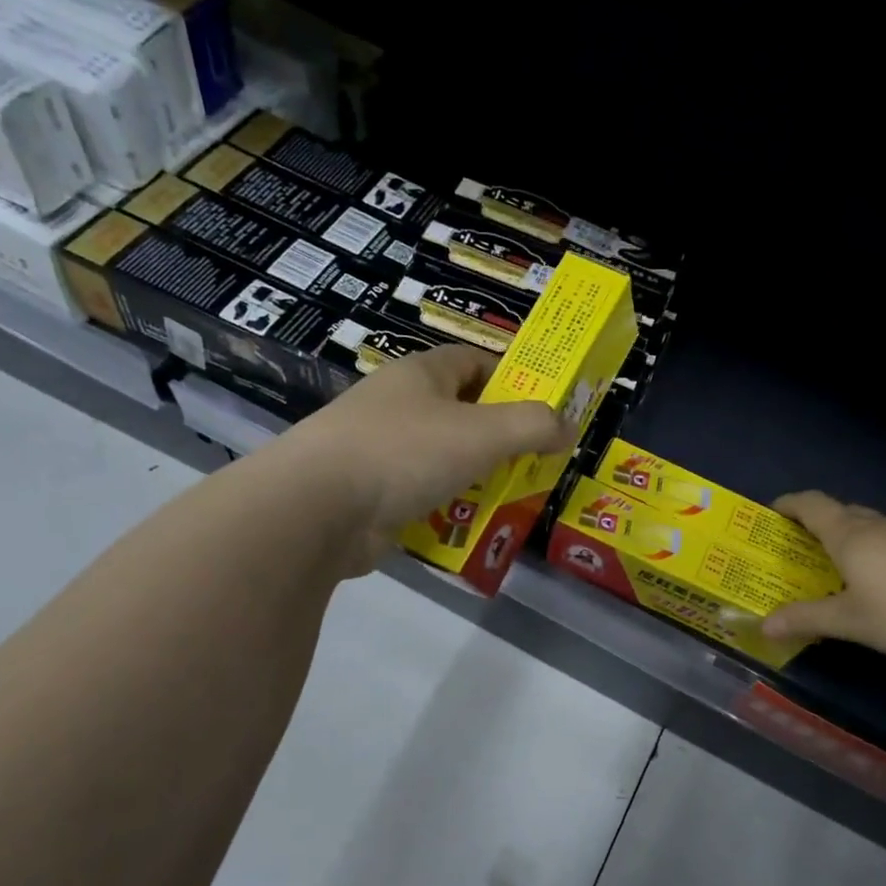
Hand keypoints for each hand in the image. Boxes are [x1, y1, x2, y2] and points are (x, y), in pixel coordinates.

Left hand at [280, 345, 572, 569]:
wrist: (316, 510)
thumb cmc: (404, 452)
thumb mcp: (483, 433)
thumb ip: (533, 425)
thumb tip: (569, 426)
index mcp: (420, 375)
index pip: (473, 360)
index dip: (511, 376)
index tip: (543, 404)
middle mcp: (397, 406)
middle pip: (461, 412)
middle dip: (500, 436)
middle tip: (537, 458)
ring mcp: (379, 450)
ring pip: (443, 458)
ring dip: (477, 476)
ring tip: (514, 496)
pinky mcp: (370, 494)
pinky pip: (422, 495)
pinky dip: (448, 507)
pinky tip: (472, 525)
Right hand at [761, 492, 885, 658]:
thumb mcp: (852, 621)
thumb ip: (808, 620)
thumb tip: (763, 625)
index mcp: (848, 535)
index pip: (810, 504)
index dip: (788, 505)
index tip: (771, 514)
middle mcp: (876, 526)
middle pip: (839, 513)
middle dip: (815, 526)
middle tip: (798, 552)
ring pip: (869, 529)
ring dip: (847, 542)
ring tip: (836, 573)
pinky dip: (874, 556)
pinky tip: (882, 586)